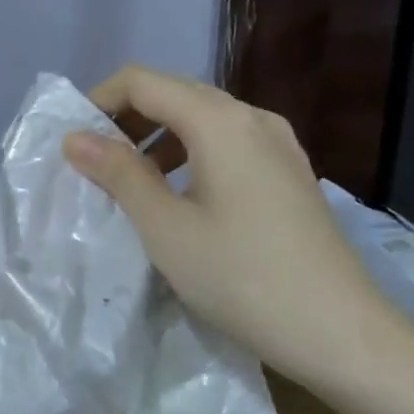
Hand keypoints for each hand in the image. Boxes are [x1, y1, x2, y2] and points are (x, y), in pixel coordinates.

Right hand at [62, 65, 392, 385]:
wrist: (340, 332)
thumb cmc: (241, 277)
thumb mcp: (165, 227)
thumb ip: (118, 174)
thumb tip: (75, 138)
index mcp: (220, 120)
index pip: (142, 81)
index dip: (99, 101)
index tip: (73, 141)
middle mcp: (253, 116)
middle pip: (174, 93)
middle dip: (127, 118)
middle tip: (93, 161)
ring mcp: (279, 143)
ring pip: (203, 118)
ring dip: (157, 136)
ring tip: (130, 179)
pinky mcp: (290, 171)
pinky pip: (228, 142)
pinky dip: (190, 153)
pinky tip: (180, 194)